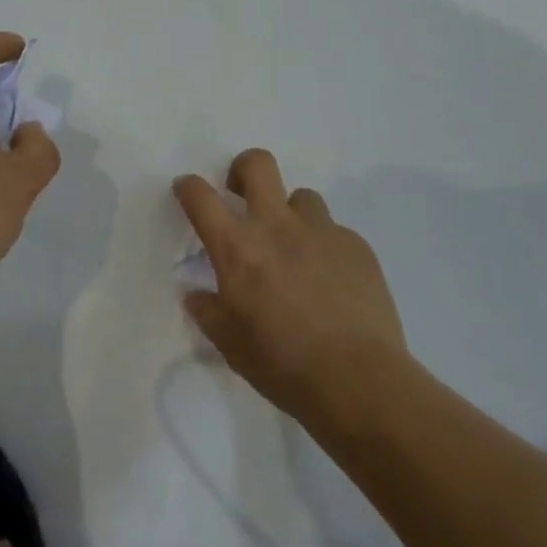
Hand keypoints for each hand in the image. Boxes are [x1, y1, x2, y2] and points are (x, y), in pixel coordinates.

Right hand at [175, 148, 408, 420]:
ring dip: (292, 215)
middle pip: (257, 164)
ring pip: (302, 197)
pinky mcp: (356, 246)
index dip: (188, 186)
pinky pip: (334, 231)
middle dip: (243, 169)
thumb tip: (196, 295)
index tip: (187, 191)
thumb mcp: (230, 345)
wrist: (360, 382)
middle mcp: (276, 226)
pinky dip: (325, 247)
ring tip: (296, 250)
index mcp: (237, 248)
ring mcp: (321, 231)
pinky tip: (331, 281)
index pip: (200, 196)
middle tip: (242, 195)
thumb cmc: (283, 365)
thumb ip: (209, 312)